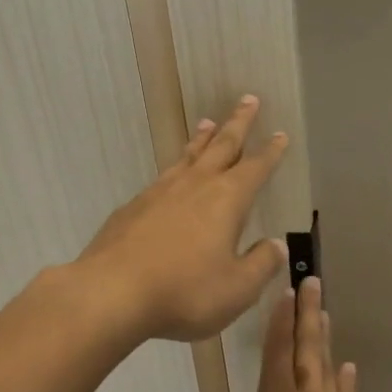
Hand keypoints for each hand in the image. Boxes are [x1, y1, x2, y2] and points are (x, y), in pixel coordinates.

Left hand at [75, 96, 289, 341]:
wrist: (112, 292)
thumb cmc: (185, 291)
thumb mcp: (237, 288)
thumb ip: (261, 265)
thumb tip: (276, 246)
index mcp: (227, 200)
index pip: (256, 168)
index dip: (270, 152)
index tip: (280, 134)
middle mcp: (195, 186)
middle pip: (221, 146)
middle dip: (238, 123)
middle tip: (248, 99)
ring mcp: (159, 193)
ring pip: (187, 157)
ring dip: (202, 139)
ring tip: (208, 123)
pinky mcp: (133, 207)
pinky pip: (162, 177)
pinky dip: (175, 167)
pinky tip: (171, 177)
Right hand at [199, 277, 366, 391]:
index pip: (277, 352)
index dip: (280, 320)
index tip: (285, 292)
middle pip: (309, 348)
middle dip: (309, 313)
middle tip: (312, 281)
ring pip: (329, 368)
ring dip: (326, 339)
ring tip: (325, 314)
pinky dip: (344, 381)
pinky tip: (347, 370)